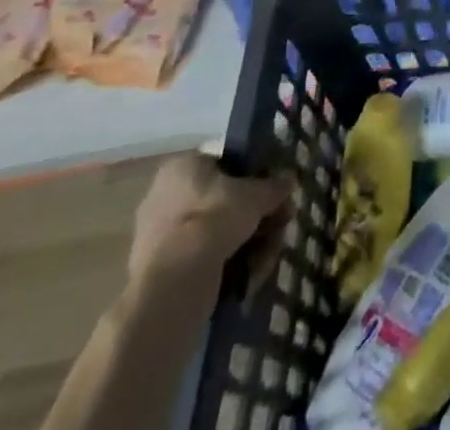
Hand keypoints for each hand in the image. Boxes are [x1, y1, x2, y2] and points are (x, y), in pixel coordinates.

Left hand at [128, 154, 294, 289]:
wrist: (173, 285)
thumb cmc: (214, 219)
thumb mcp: (256, 195)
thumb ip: (274, 187)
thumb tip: (289, 181)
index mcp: (183, 167)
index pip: (227, 165)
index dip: (256, 179)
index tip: (276, 196)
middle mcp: (165, 197)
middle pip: (224, 204)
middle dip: (257, 219)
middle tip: (280, 228)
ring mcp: (159, 239)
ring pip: (216, 237)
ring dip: (249, 246)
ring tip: (267, 260)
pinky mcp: (159, 276)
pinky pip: (202, 264)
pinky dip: (228, 270)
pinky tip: (248, 280)